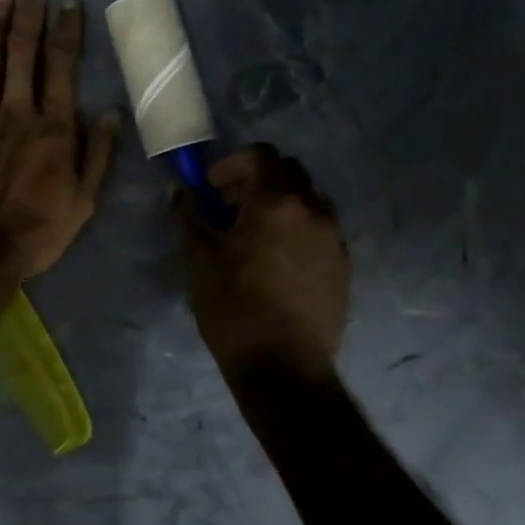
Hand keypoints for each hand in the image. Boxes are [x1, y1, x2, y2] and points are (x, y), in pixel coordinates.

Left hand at [0, 0, 120, 278]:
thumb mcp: (84, 199)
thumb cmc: (39, 229)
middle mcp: (17, 111)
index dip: (67, 31)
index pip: (63, 67)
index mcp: (54, 127)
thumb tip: (113, 112)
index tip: (69, 3)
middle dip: (29, 15)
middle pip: (23, 53)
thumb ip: (98, 153)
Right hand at [175, 145, 350, 383]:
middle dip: (256, 180)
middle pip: (287, 171)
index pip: (260, 155)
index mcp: (278, 200)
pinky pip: (319, 230)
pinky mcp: (343, 266)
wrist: (284, 368)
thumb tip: (182, 192)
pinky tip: (275, 262)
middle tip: (228, 207)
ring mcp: (334, 238)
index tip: (210, 188)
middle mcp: (314, 209)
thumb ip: (188, 215)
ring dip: (279, 203)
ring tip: (253, 235)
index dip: (230, 164)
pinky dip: (297, 229)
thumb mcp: (198, 257)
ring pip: (307, 199)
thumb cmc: (234, 306)